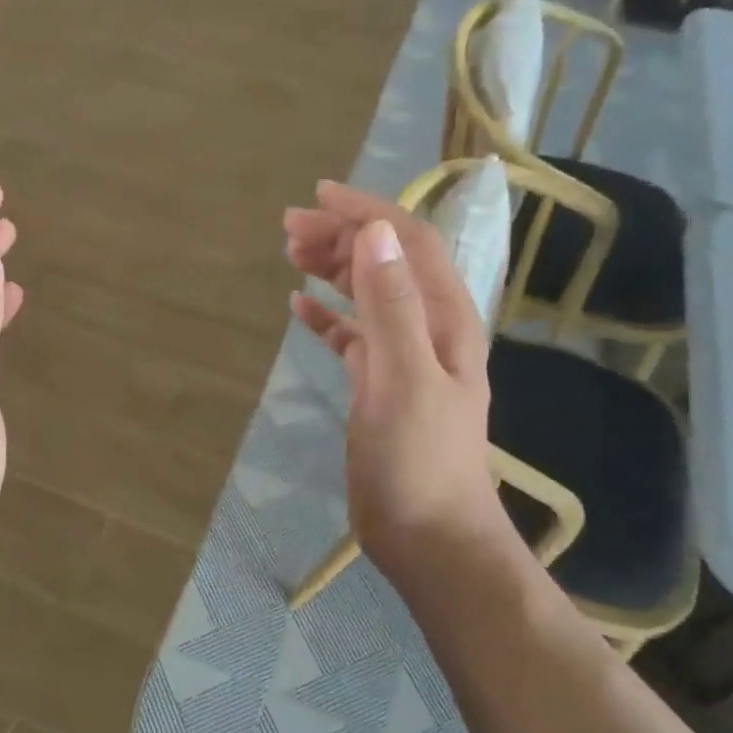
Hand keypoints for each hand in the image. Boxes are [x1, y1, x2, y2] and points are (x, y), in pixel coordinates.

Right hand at [284, 181, 510, 588]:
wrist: (429, 537)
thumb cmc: (419, 460)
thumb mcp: (404, 378)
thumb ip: (392, 305)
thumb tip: (373, 233)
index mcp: (443, 319)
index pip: (408, 244)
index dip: (368, 212)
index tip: (319, 195)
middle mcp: (427, 329)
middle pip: (385, 263)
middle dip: (342, 236)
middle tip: (289, 227)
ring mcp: (403, 358)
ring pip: (367, 295)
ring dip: (333, 269)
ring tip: (291, 253)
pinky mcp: (378, 387)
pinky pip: (351, 337)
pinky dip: (327, 317)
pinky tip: (298, 307)